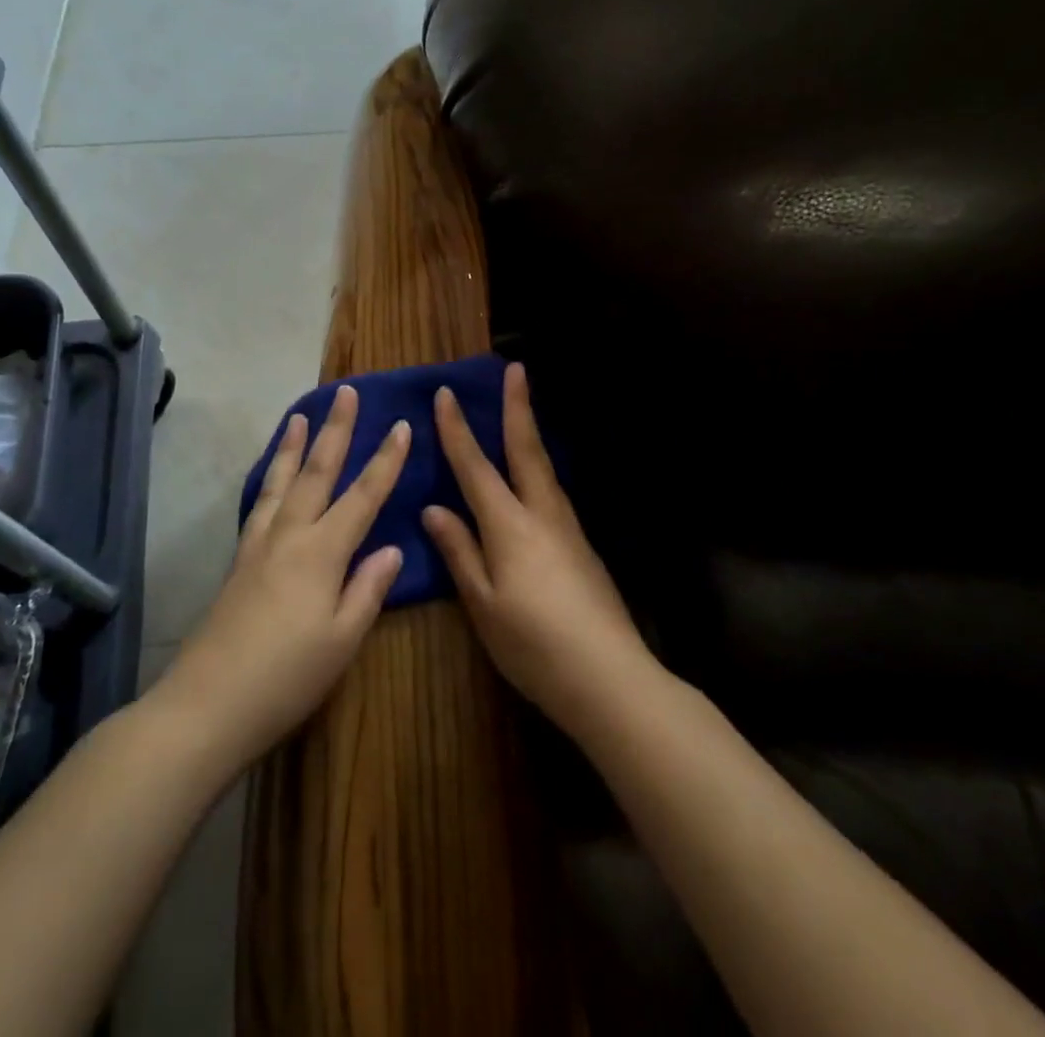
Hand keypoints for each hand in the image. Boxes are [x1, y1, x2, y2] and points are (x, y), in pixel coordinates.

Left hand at [159, 385, 407, 767]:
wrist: (207, 706)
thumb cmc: (286, 678)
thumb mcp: (342, 640)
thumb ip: (368, 589)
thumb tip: (392, 548)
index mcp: (322, 553)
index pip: (363, 496)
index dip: (385, 460)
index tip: (401, 424)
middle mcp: (289, 536)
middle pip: (317, 473)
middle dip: (335, 430)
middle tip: (345, 392)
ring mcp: (258, 547)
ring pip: (281, 482)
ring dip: (293, 446)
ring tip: (299, 416)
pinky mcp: (238, 563)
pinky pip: (259, 505)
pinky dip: (269, 481)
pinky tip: (271, 480)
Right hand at [423, 363, 652, 734]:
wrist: (609, 676)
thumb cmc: (534, 645)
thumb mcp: (484, 604)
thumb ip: (460, 552)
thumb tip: (435, 509)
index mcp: (510, 526)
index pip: (476, 468)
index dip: (458, 431)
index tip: (446, 394)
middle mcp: (542, 514)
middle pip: (526, 450)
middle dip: (518, 407)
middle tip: (516, 369)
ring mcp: (568, 528)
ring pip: (544, 469)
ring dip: (530, 433)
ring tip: (521, 412)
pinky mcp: (583, 546)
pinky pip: (553, 492)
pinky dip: (539, 469)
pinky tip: (534, 478)